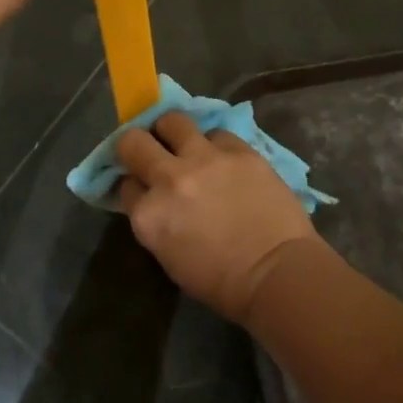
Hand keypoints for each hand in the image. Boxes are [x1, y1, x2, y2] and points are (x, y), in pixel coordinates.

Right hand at [116, 113, 322, 322]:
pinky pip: (216, 133)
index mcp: (148, 215)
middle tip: (151, 151)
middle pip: (133, 141)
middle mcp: (169, 179)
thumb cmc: (222, 282)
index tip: (144, 187)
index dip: (134, 184)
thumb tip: (154, 198)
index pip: (125, 184)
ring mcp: (204, 159)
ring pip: (173, 120)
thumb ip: (155, 220)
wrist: (278, 273)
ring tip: (184, 142)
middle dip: (137, 145)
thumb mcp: (170, 258)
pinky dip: (215, 145)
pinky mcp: (238, 150)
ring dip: (173, 131)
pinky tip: (224, 159)